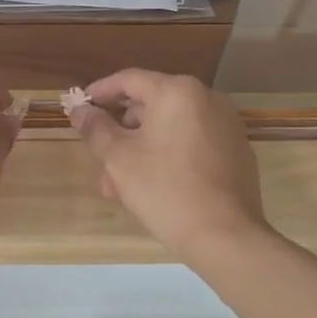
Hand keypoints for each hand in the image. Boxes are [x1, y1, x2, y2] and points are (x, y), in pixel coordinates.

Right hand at [71, 70, 268, 260]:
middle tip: (99, 158)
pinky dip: (168, 156)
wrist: (225, 237)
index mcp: (177, 92)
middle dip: (121, 131)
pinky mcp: (236, 150)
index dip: (100, 92)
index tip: (80, 107)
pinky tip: (151, 187)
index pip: (129, 80)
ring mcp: (226, 125)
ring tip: (119, 185)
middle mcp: (206, 98)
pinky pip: (191, 143)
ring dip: (141, 149)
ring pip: (170, 128)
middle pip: (151, 105)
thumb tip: (80, 110)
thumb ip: (96, 128)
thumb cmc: (165, 189)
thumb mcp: (119, 158)